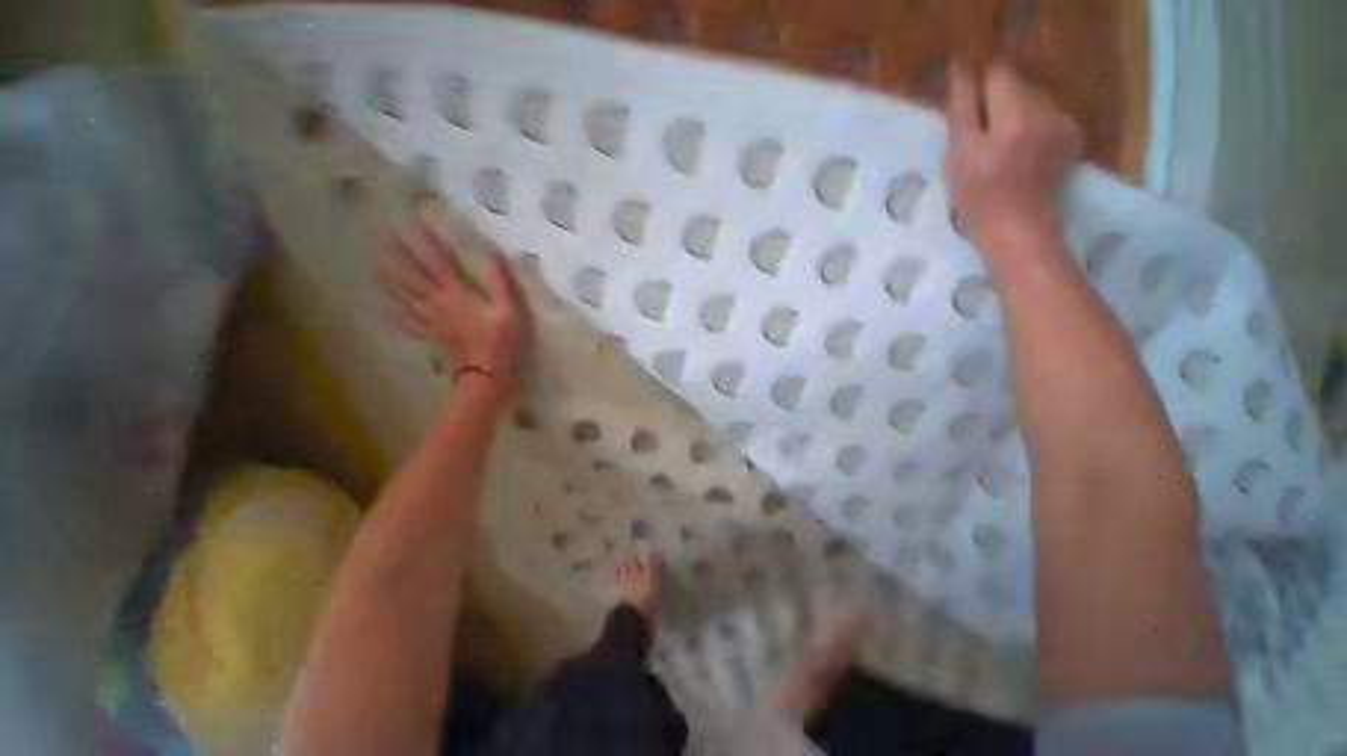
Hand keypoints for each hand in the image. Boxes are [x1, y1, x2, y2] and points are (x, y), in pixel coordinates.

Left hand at [379, 220, 526, 408]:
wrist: (487, 378)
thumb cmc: (504, 344)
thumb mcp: (511, 311)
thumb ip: (501, 281)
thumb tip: (492, 253)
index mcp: (459, 293)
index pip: (437, 260)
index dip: (424, 240)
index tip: (411, 218)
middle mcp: (439, 302)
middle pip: (410, 274)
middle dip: (395, 253)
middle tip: (381, 234)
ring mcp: (432, 320)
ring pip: (403, 295)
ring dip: (388, 278)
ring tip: (376, 264)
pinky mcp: (432, 336)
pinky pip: (409, 323)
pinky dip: (397, 314)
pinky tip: (390, 309)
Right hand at [945, 62, 1083, 252]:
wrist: (1018, 232)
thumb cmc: (978, 200)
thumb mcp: (959, 156)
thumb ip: (962, 110)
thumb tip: (963, 72)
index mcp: (1014, 114)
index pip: (996, 73)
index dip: (978, 84)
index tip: (967, 106)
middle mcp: (1045, 110)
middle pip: (1017, 83)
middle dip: (996, 101)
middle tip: (980, 136)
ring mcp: (1063, 123)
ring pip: (1033, 98)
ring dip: (1014, 113)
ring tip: (1001, 146)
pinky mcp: (1072, 137)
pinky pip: (1047, 115)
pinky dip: (1032, 125)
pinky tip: (1022, 151)